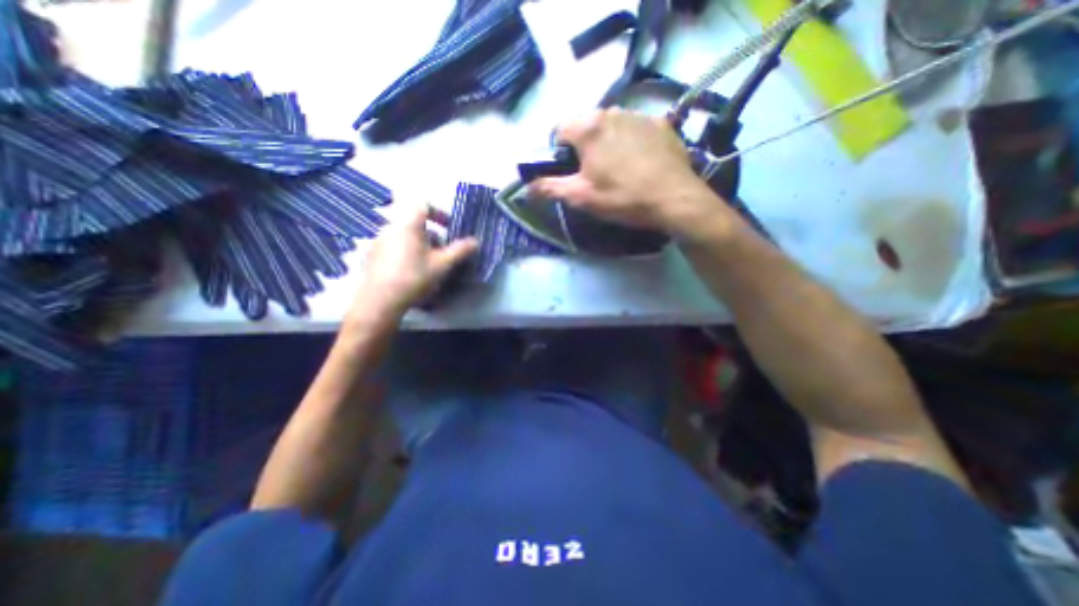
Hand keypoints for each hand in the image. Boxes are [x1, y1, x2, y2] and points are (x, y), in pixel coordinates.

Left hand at [351, 203, 476, 323]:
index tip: (449, 227)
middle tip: (442, 250)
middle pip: (415, 222)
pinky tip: (411, 271)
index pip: (424, 205)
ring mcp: (378, 240)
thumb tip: (475, 241)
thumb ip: (460, 250)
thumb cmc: (415, 277)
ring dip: (420, 243)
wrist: (380, 301)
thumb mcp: (443, 265)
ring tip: (428, 263)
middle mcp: (391, 227)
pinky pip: (394, 245)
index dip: (439, 213)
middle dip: (432, 233)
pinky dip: (406, 251)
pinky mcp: (372, 254)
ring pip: (404, 234)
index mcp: (408, 224)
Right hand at [531, 108, 722, 235]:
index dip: (558, 152)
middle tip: (594, 175)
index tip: (569, 172)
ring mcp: (639, 115)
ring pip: (611, 126)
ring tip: (619, 171)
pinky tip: (640, 164)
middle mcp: (612, 111)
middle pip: (586, 127)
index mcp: (589, 127)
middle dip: (583, 148)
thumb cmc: (622, 197)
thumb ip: (549, 188)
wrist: (674, 199)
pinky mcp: (661, 123)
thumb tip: (525, 188)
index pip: (559, 130)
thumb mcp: (581, 197)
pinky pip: (635, 129)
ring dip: (607, 144)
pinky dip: (631, 142)